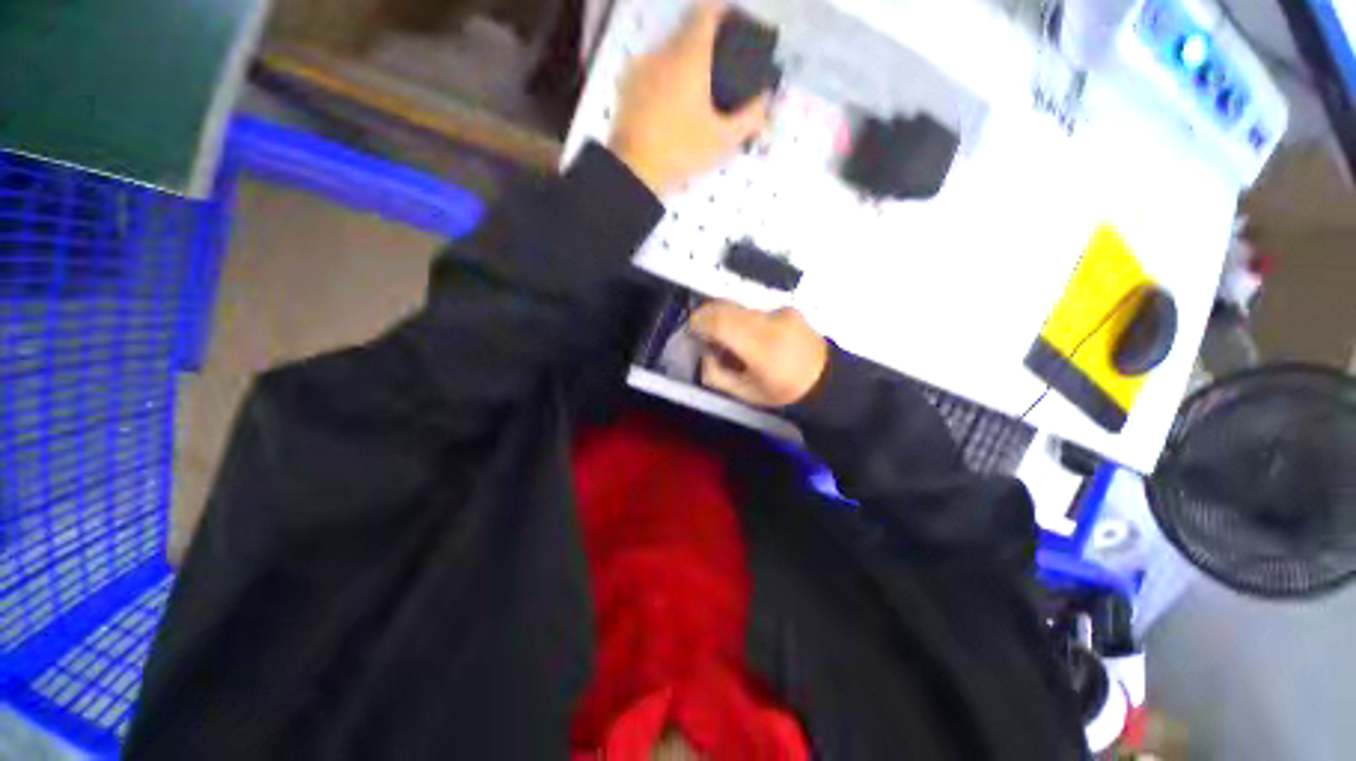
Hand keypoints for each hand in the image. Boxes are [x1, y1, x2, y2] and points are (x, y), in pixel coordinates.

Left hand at [609, 2, 770, 194]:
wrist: (634, 169)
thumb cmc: (681, 150)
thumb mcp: (722, 141)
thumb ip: (749, 118)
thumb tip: (763, 102)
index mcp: (689, 56)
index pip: (707, 13)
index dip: (723, 12)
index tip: (733, 23)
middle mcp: (663, 51)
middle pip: (687, 32)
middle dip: (705, 46)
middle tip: (717, 71)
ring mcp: (641, 66)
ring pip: (668, 53)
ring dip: (683, 64)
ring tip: (693, 93)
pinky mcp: (627, 85)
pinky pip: (652, 70)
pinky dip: (664, 79)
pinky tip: (670, 104)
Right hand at [689, 301, 827, 406]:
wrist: (825, 380)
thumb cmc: (782, 391)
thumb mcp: (745, 393)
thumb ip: (716, 375)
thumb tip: (704, 355)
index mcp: (760, 347)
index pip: (721, 322)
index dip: (700, 321)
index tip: (692, 329)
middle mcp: (770, 322)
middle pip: (728, 307)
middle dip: (707, 313)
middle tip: (700, 328)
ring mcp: (781, 312)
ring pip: (740, 305)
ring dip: (723, 314)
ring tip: (723, 334)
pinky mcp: (787, 308)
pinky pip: (754, 308)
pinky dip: (741, 316)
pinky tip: (746, 333)